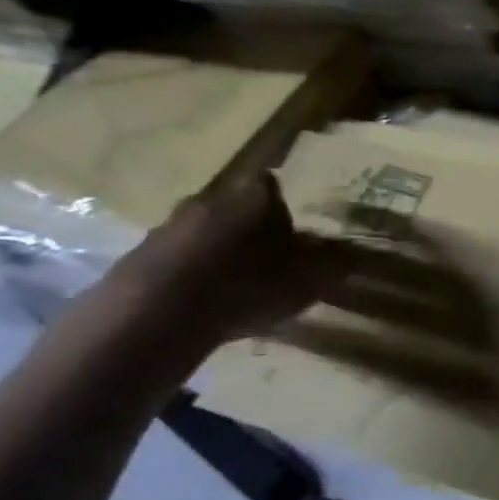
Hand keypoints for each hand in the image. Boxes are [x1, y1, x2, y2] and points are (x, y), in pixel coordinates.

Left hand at [102, 172, 359, 345]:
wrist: (157, 314)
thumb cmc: (245, 286)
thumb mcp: (306, 280)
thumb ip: (334, 265)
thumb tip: (359, 253)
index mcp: (250, 197)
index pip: (272, 185)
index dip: (285, 206)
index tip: (295, 229)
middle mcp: (207, 199)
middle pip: (235, 207)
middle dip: (251, 229)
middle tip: (270, 258)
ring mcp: (168, 227)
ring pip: (204, 233)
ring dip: (220, 252)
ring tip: (238, 285)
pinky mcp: (140, 258)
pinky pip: (178, 260)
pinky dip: (193, 275)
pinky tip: (205, 303)